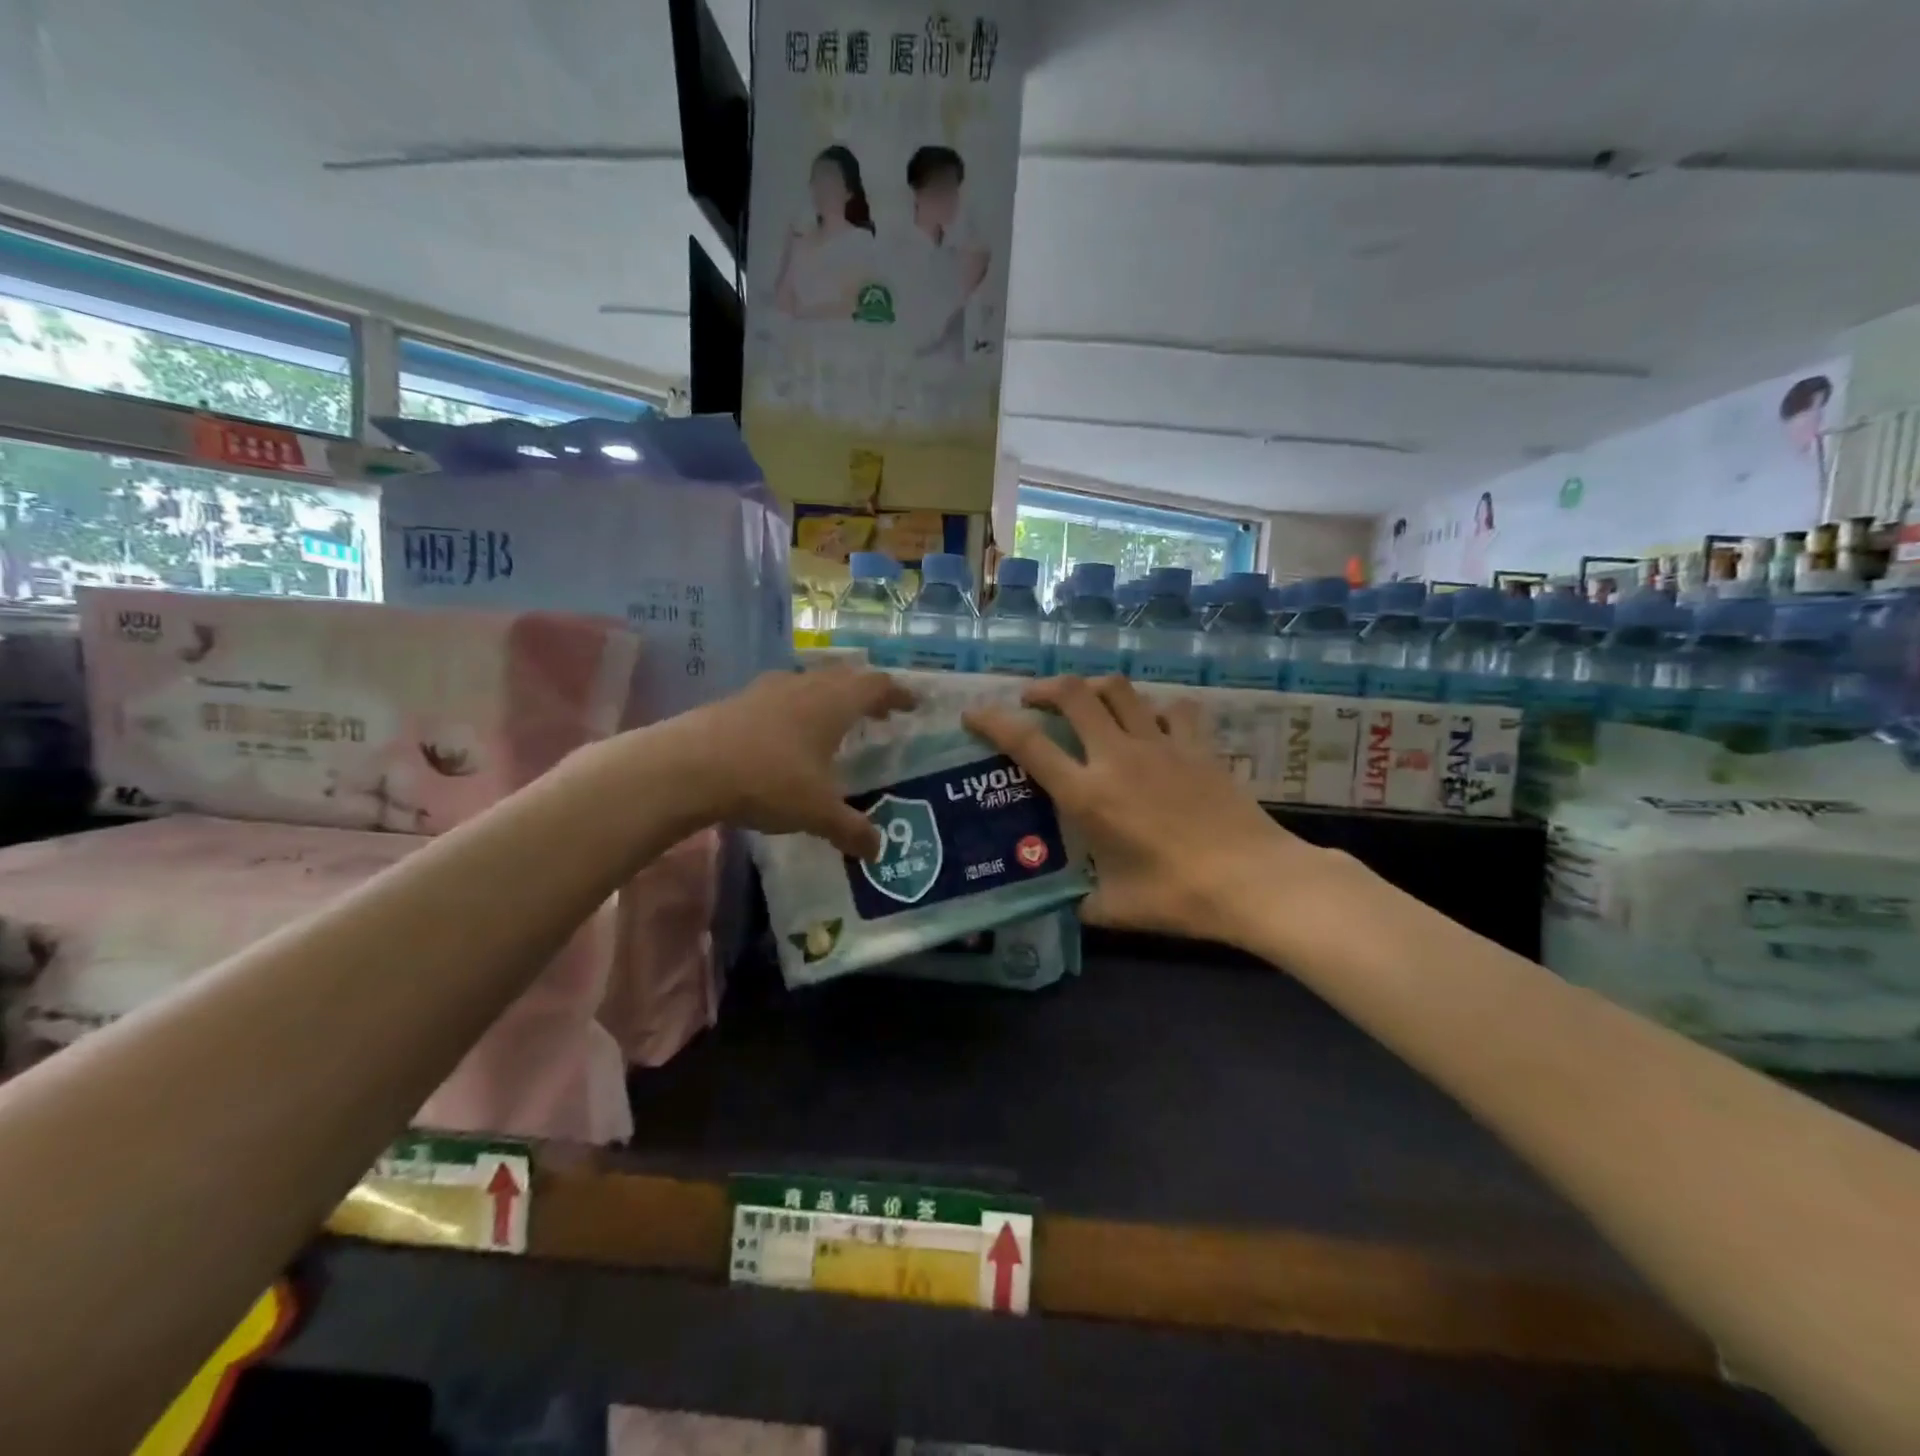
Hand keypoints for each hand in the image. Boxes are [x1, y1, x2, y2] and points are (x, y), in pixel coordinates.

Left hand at [678, 667, 913, 857]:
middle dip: (867, 692)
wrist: (688, 766)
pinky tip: (789, 733)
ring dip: (830, 696)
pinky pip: (782, 695)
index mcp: (834, 703)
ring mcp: (768, 690)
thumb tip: (878, 851)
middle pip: (846, 676)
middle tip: (881, 711)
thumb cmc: (768, 780)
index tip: (913, 704)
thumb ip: (851, 829)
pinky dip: (799, 707)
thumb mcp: (817, 812)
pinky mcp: (738, 700)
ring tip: (836, 720)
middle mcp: (805, 686)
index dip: (898, 693)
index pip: (877, 686)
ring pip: (811, 682)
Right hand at [965, 677, 1329, 944]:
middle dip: (1044, 688)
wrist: (1253, 881)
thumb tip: (1072, 903)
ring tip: (1086, 702)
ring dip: (1093, 688)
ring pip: (1119, 689)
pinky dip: (1156, 710)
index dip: (993, 721)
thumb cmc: (1178, 896)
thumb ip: (1083, 902)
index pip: (1027, 744)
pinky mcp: (1198, 746)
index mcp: (1088, 794)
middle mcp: (1118, 757)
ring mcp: (1161, 745)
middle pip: (1073, 694)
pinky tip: (1154, 725)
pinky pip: (1173, 709)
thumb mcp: (1115, 908)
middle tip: (1033, 701)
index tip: (974, 714)